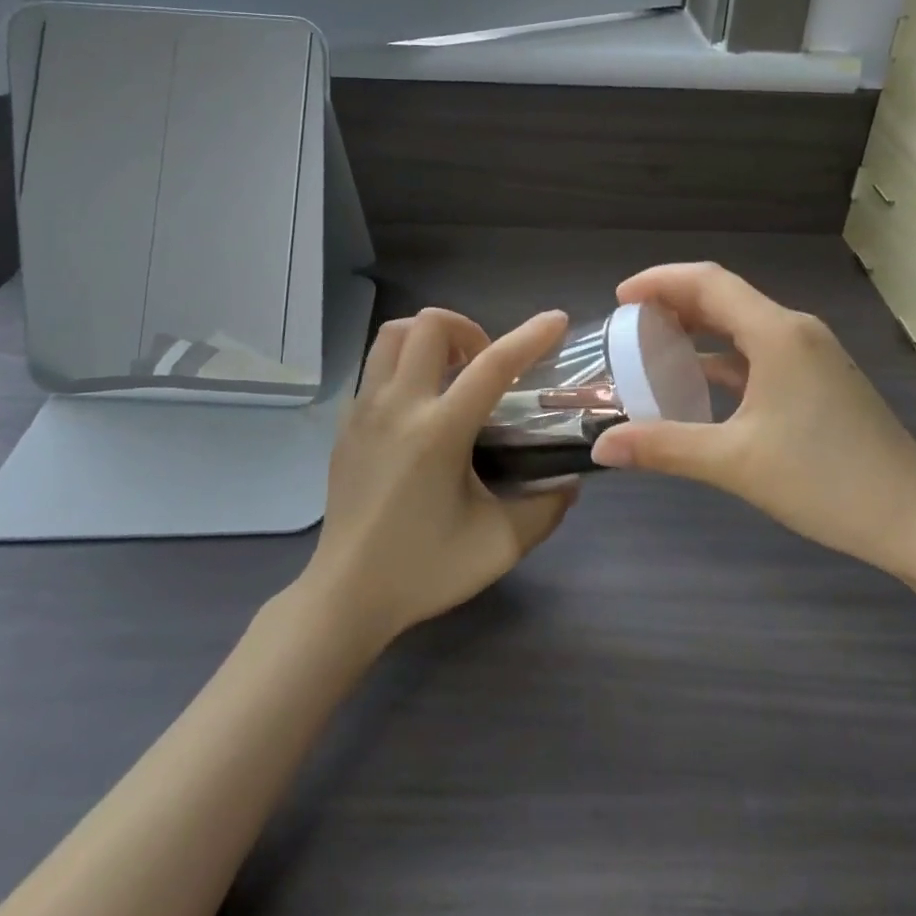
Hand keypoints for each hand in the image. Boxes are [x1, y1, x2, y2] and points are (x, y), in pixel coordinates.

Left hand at [302, 307, 578, 647]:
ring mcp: (364, 410)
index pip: (493, 365)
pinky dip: (405, 363)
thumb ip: (545, 508)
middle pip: (429, 324)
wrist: (345, 596)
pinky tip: (420, 405)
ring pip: (393, 334)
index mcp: (439, 432)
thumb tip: (569, 482)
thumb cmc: (423, 570)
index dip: (530, 336)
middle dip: (467, 328)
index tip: (557, 320)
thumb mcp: (499, 545)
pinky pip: (375, 366)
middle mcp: (398, 406)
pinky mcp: (345, 423)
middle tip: (485, 365)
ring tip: (451, 373)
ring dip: (429, 337)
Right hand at [589, 263, 915, 584]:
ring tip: (654, 348)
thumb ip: (664, 448)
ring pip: (743, 325)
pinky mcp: (819, 380)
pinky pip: (759, 352)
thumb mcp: (735, 463)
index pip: (707, 282)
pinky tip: (700, 383)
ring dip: (698, 330)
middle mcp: (795, 331)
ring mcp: (812, 355)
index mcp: (776, 333)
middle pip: (724, 298)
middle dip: (673, 303)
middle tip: (628, 325)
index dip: (659, 281)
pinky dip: (723, 358)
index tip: (619, 300)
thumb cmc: (827, 481)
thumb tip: (601, 447)